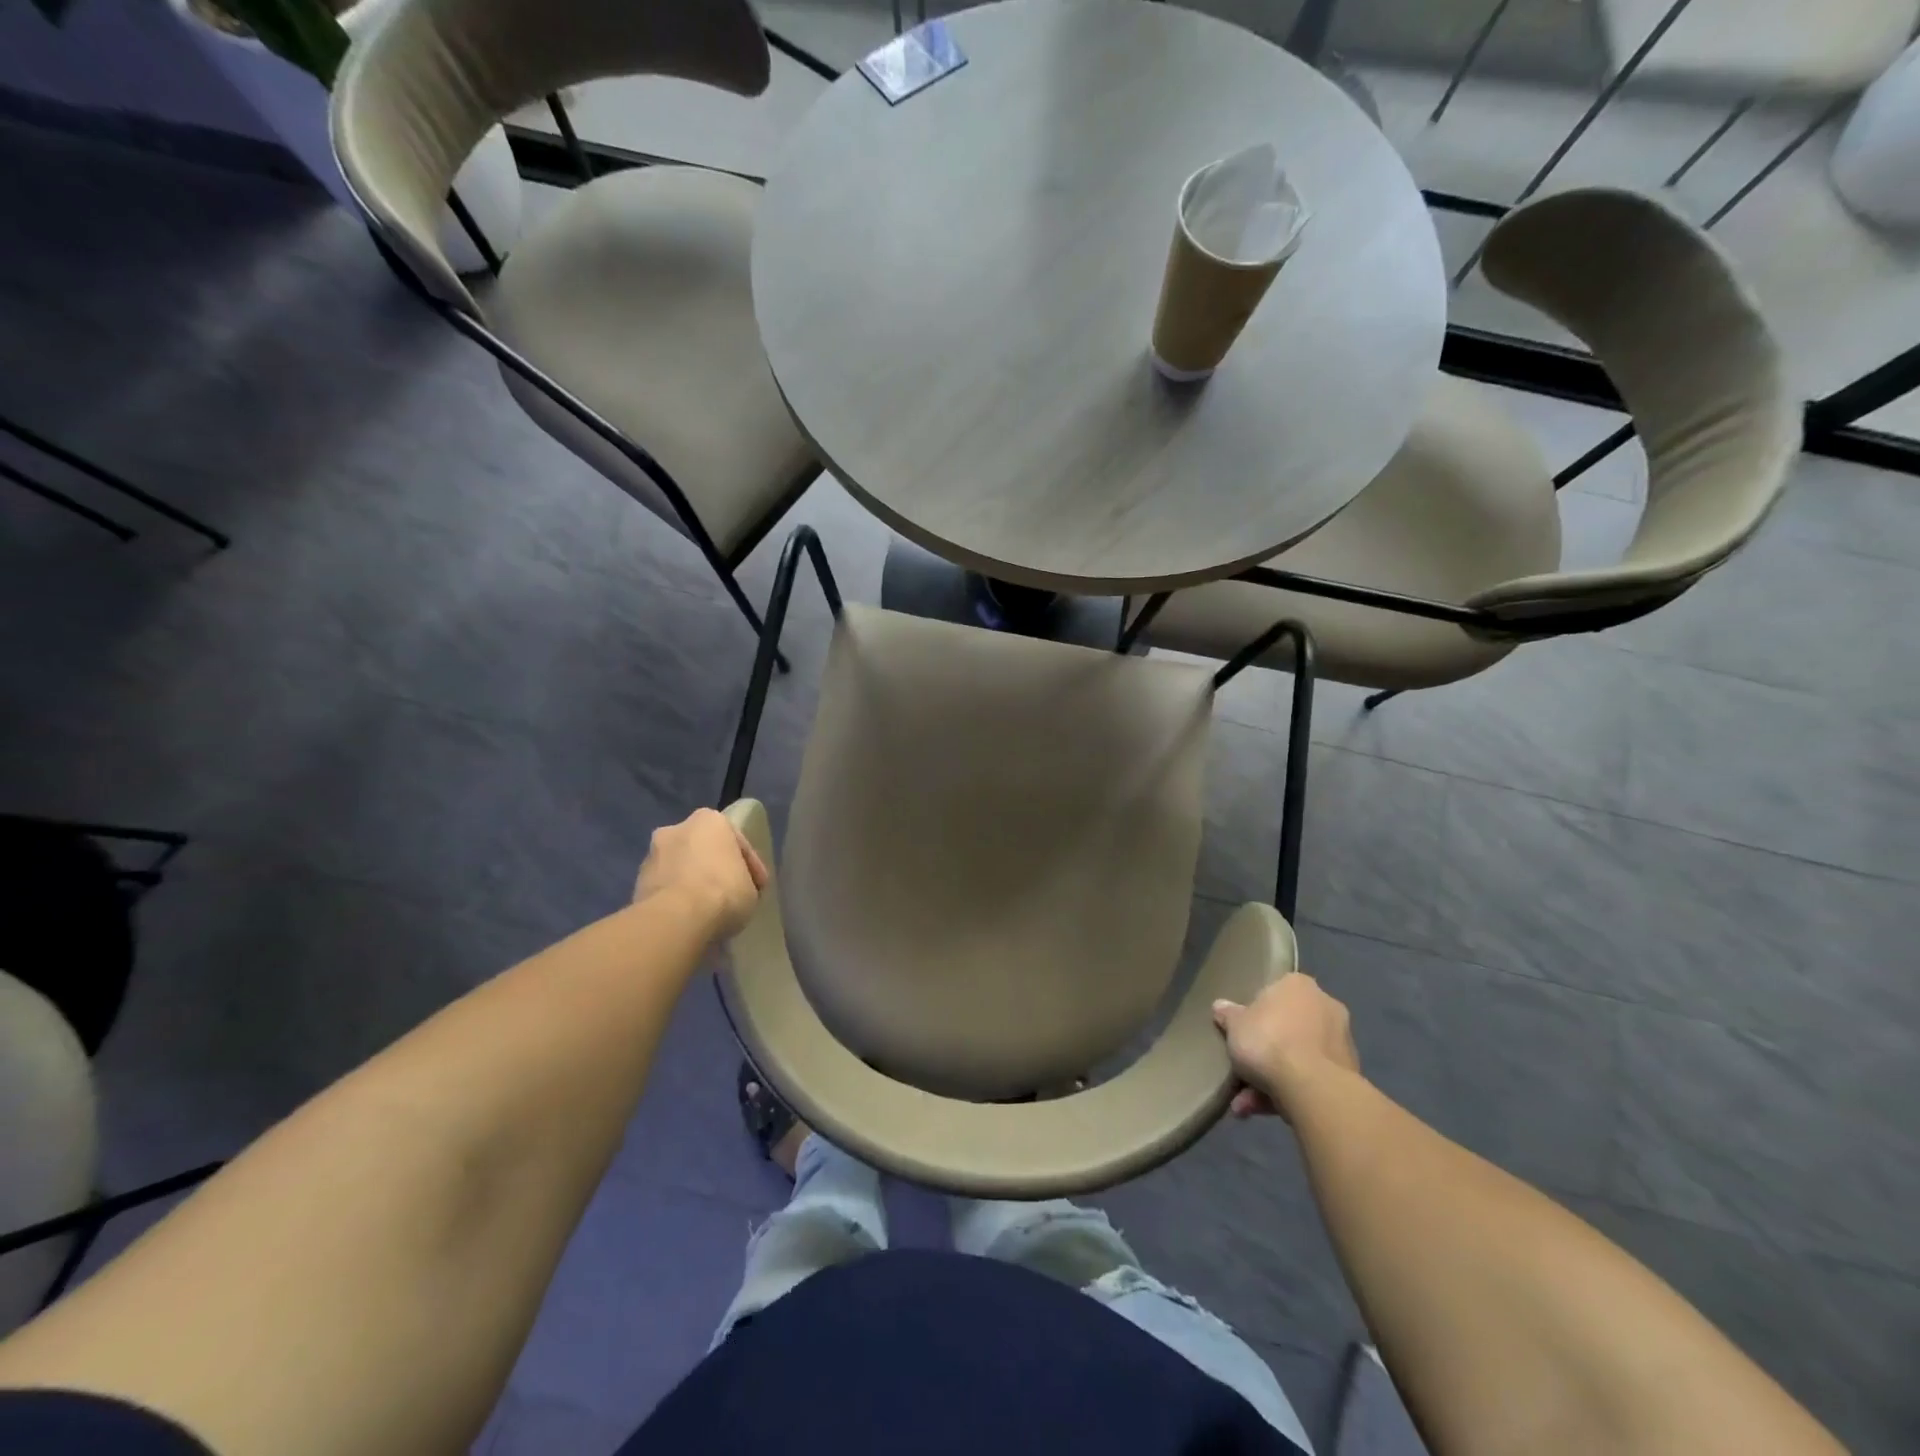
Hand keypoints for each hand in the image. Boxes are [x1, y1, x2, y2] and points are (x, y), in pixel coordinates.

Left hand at [632, 809, 768, 938]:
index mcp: (709, 820)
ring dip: (692, 884)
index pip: (737, 842)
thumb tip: (737, 888)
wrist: (675, 918)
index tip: (758, 888)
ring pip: (680, 868)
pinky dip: (676, 900)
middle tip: (729, 894)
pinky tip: (689, 918)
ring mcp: (652, 855)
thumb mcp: (752, 888)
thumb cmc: (723, 892)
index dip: (750, 866)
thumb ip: (743, 880)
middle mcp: (676, 829)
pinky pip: (665, 888)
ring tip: (707, 910)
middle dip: (714, 868)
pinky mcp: (636, 883)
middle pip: (703, 850)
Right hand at [1212, 973, 1359, 1120]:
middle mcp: (1326, 1007)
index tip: (1242, 1032)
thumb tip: (1220, 1007)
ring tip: (1246, 1103)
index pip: (1274, 993)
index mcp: (1299, 985)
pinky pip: (1310, 1079)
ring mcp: (1341, 1042)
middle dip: (1264, 1052)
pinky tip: (1263, 1111)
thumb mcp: (1234, 1025)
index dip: (1255, 1014)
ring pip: (1298, 1058)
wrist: (1312, 1088)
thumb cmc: (1268, 1041)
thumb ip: (1228, 1015)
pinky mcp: (1348, 1076)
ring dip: (1272, 1079)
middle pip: (1287, 1028)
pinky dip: (1289, 1093)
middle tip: (1242, 1070)